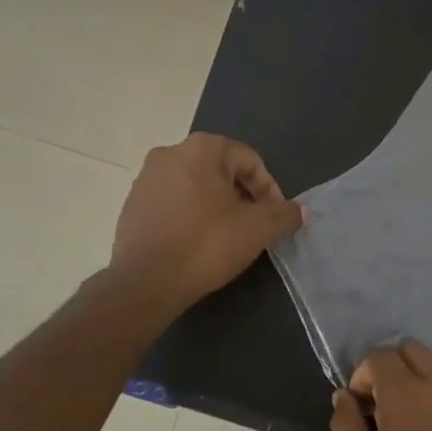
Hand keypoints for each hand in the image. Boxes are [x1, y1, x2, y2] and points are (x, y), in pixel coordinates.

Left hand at [111, 134, 303, 312]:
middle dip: (243, 196)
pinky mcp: (132, 205)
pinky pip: (172, 203)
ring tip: (228, 236)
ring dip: (216, 206)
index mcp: (201, 148)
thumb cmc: (206, 244)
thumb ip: (284, 215)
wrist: (145, 281)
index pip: (249, 160)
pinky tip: (198, 243)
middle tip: (254, 226)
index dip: (270, 189)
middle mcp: (170, 153)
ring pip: (195, 186)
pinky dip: (191, 216)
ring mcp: (146, 179)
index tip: (276, 218)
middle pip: (220, 170)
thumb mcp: (257, 230)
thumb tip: (300, 210)